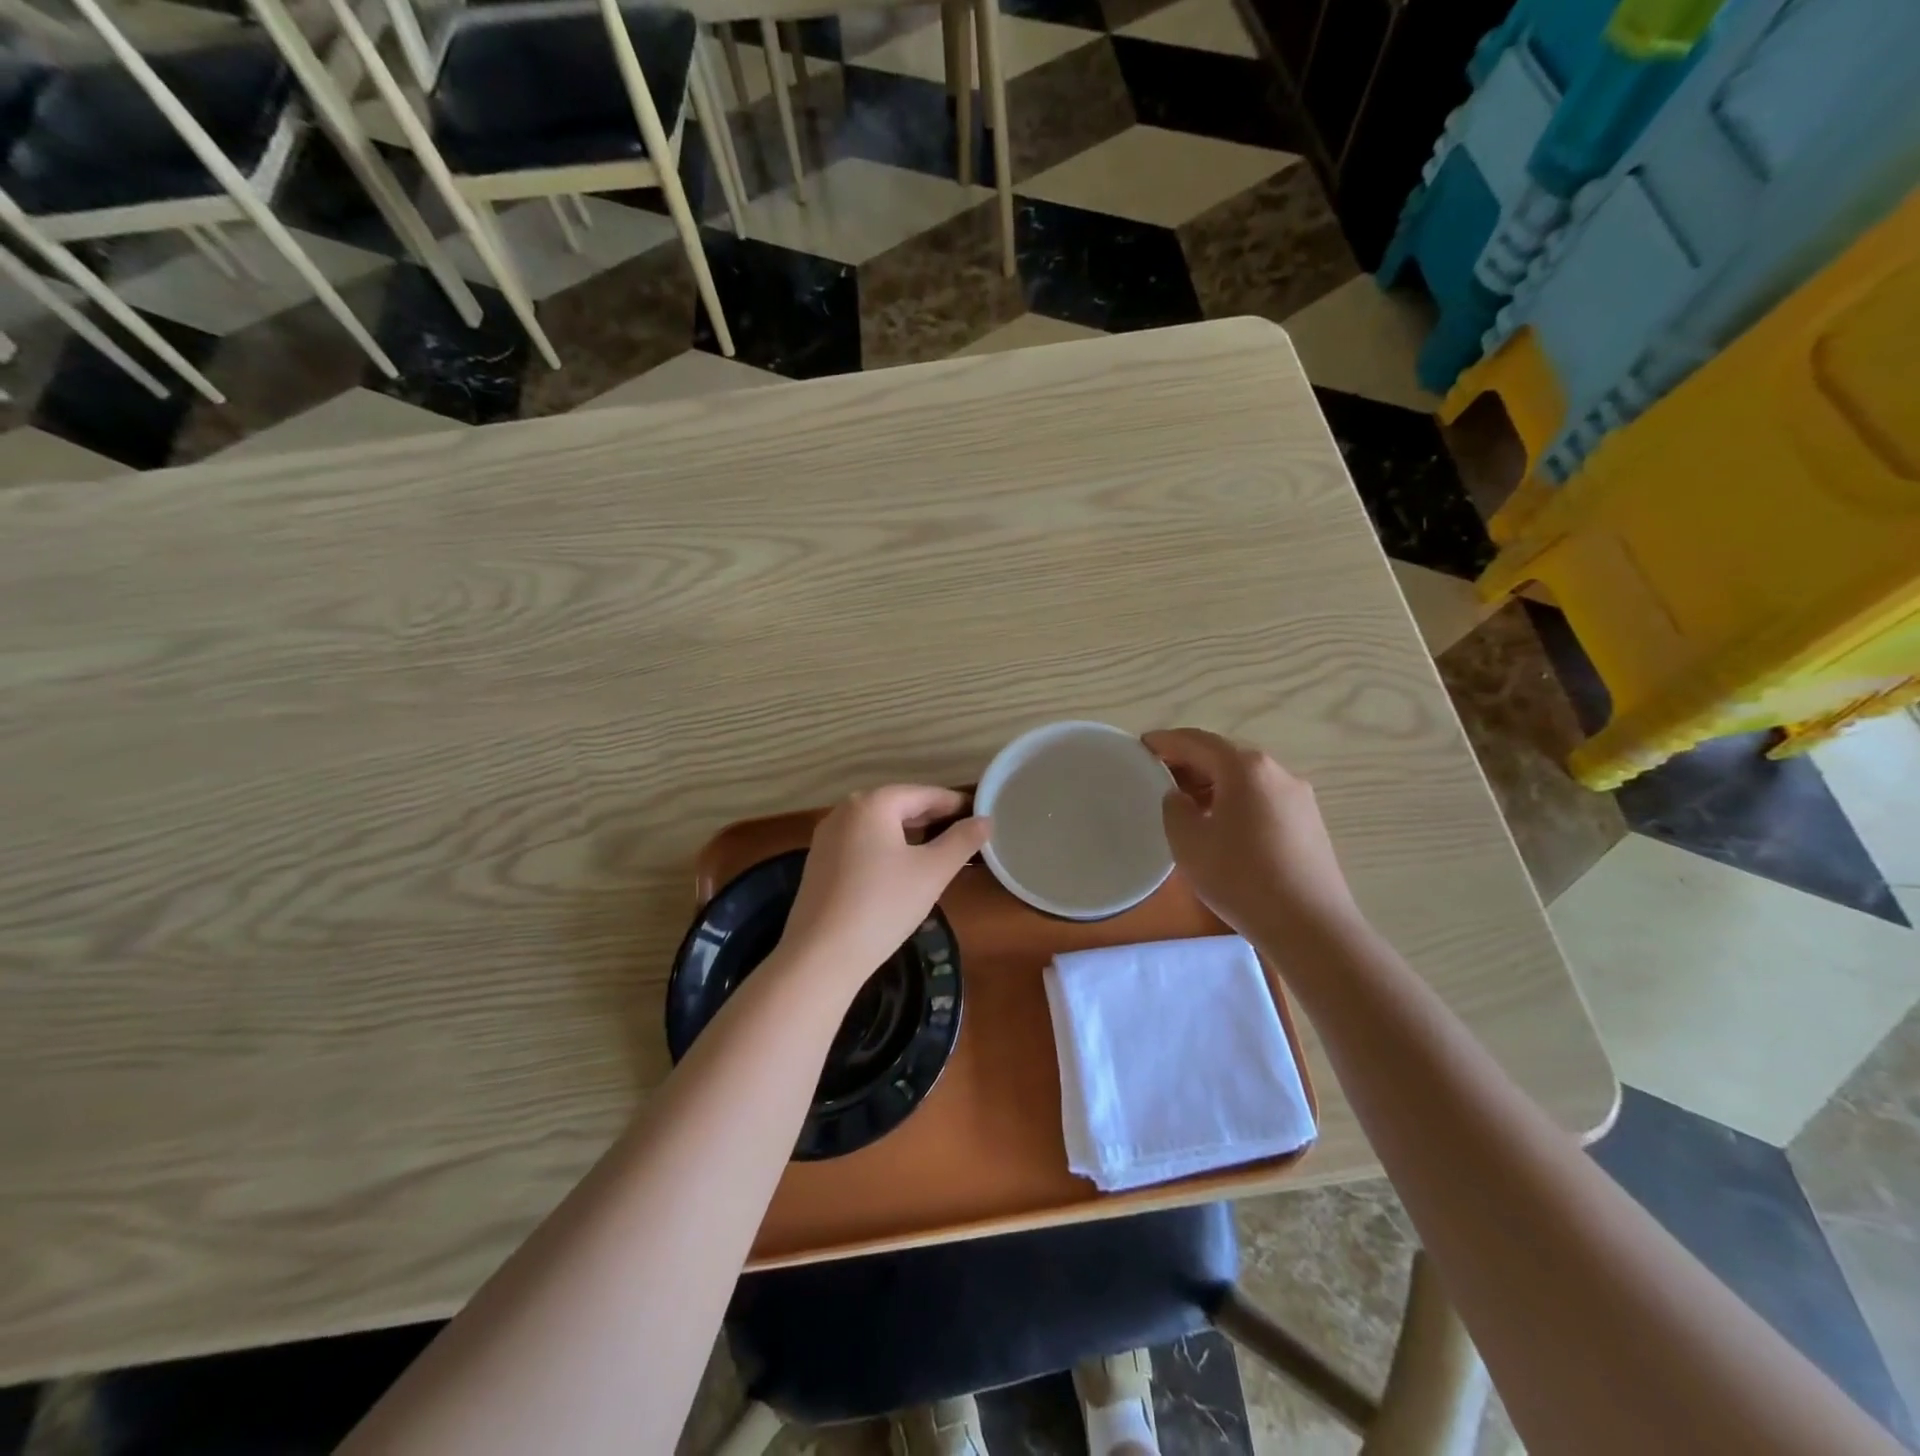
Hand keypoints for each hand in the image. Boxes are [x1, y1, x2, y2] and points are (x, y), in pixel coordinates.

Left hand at [779, 786, 989, 993]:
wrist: (820, 955)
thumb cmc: (883, 905)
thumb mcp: (932, 872)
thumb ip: (961, 841)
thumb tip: (985, 820)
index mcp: (872, 803)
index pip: (923, 794)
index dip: (953, 804)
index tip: (979, 814)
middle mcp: (844, 811)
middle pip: (897, 805)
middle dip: (930, 817)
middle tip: (962, 833)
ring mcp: (826, 837)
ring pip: (877, 825)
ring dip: (907, 833)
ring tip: (935, 850)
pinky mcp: (818, 862)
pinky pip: (860, 843)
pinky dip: (884, 848)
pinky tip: (898, 869)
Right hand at [1143, 728, 1359, 939]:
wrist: (1309, 926)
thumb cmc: (1241, 878)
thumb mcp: (1188, 842)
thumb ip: (1175, 808)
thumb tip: (1181, 797)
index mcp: (1245, 768)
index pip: (1196, 741)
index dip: (1165, 741)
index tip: (1141, 746)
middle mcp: (1276, 771)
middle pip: (1223, 755)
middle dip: (1189, 761)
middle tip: (1158, 776)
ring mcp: (1298, 796)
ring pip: (1245, 778)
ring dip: (1213, 783)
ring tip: (1186, 804)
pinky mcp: (1309, 822)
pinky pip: (1262, 797)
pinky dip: (1235, 799)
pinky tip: (1221, 825)